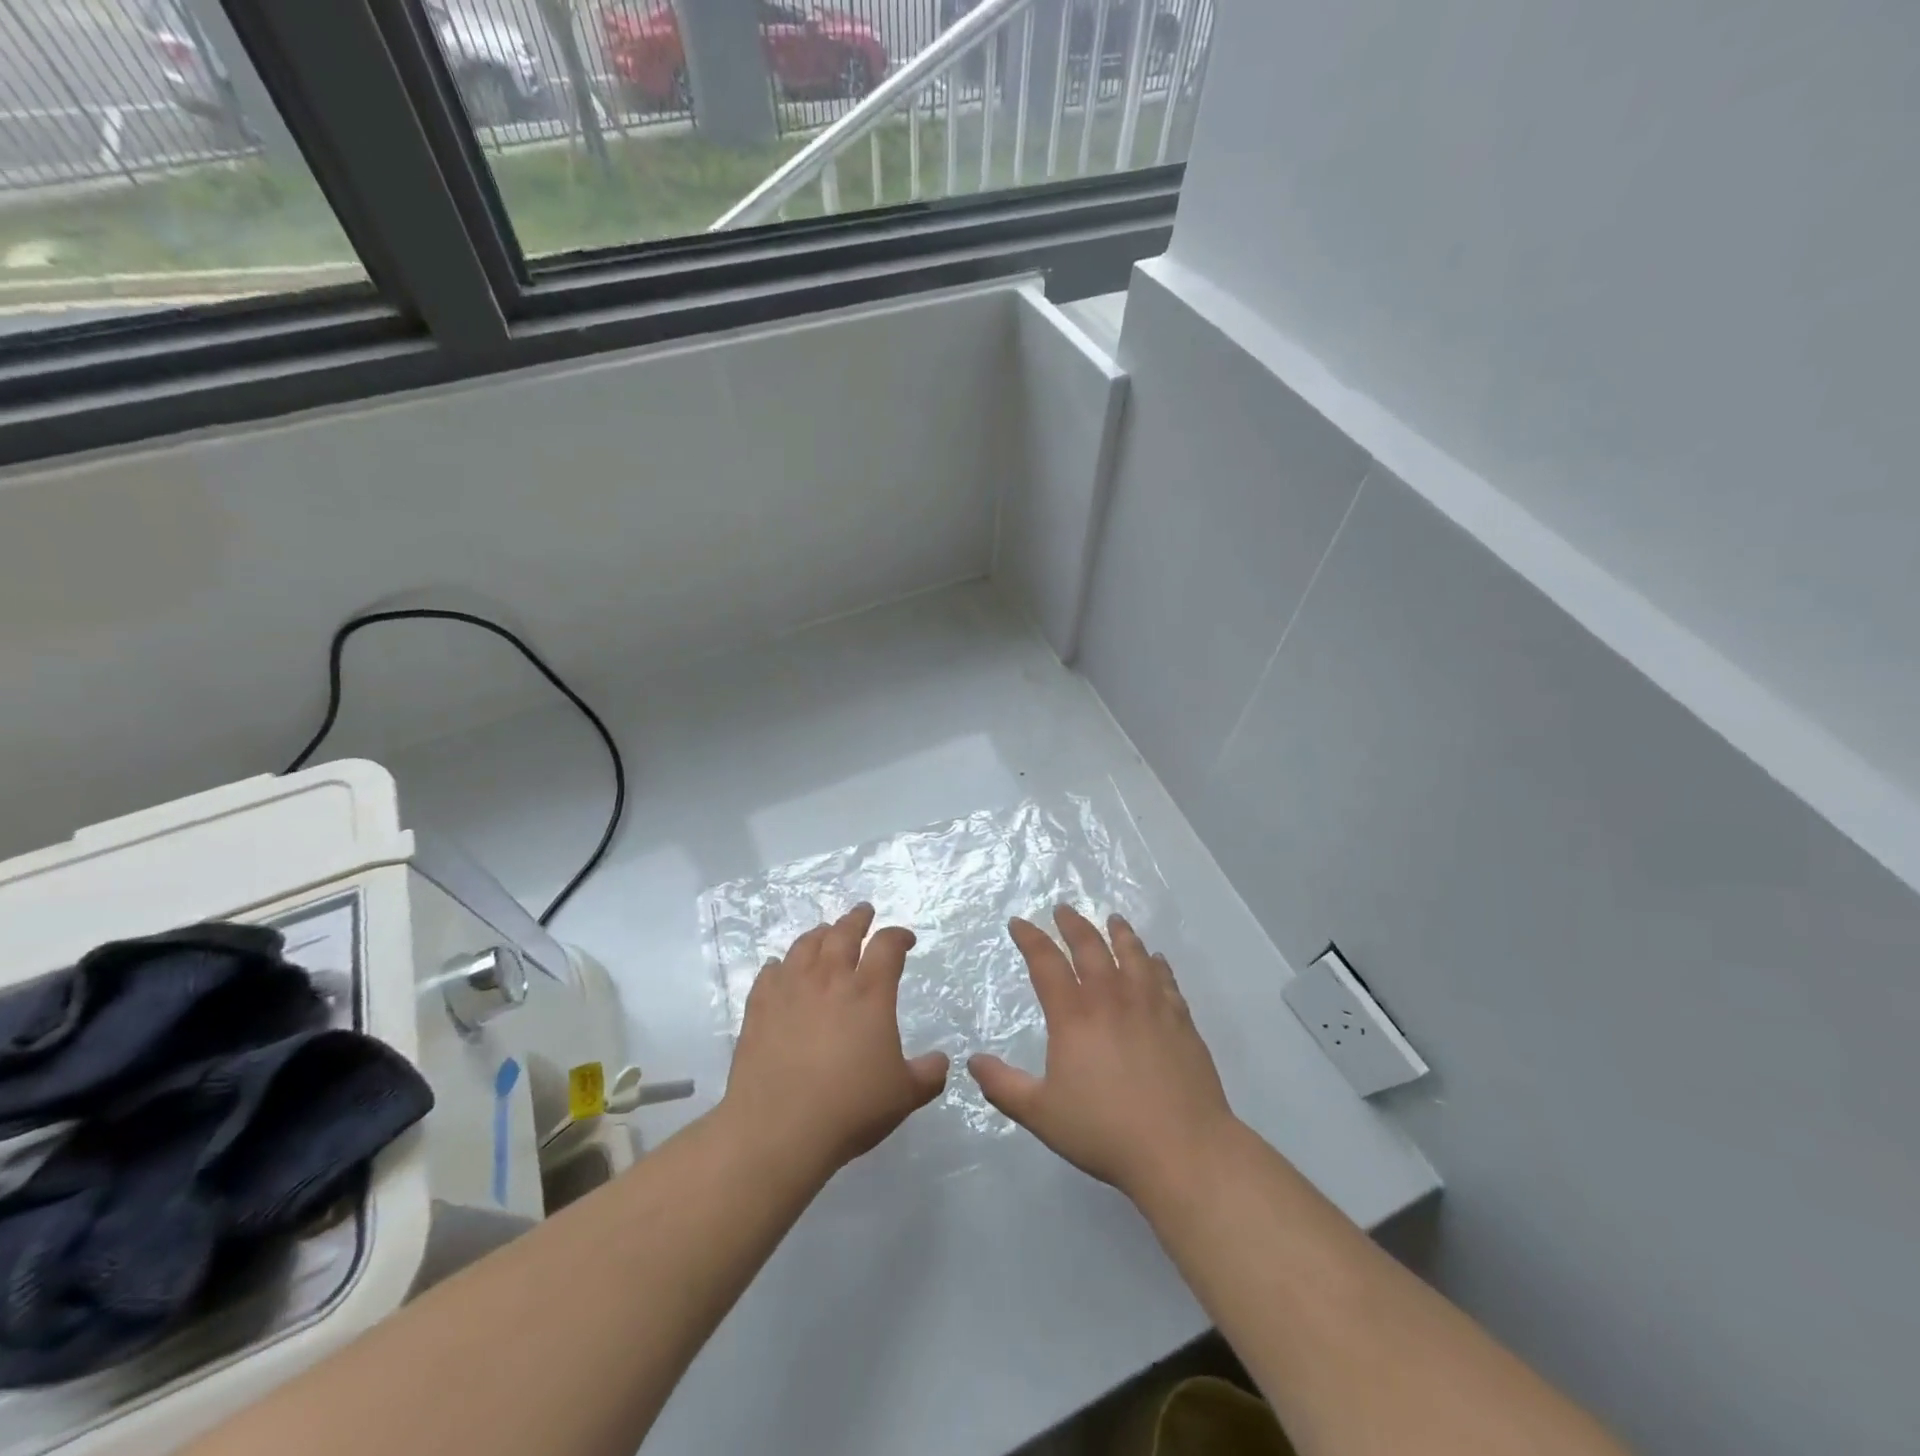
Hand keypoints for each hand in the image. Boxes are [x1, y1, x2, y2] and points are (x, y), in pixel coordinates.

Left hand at [722, 904, 949, 1178]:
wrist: (779, 1129)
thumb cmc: (850, 1108)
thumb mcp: (904, 1095)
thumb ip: (928, 1074)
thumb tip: (941, 1062)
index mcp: (869, 993)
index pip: (888, 947)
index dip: (899, 936)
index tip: (906, 939)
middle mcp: (830, 980)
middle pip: (844, 933)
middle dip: (857, 919)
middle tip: (864, 911)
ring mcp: (790, 990)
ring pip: (805, 945)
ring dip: (820, 933)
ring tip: (826, 931)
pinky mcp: (759, 1008)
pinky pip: (770, 973)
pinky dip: (780, 965)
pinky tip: (781, 968)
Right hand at [968, 907, 1236, 1201]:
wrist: (1182, 1149)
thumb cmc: (1105, 1131)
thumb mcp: (1041, 1114)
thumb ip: (1003, 1086)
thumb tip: (973, 1061)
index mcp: (1074, 1016)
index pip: (1046, 963)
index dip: (1030, 938)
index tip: (1019, 923)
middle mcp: (1111, 999)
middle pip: (1090, 947)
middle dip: (1073, 924)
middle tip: (1063, 909)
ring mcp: (1150, 1005)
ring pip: (1132, 954)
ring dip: (1119, 932)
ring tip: (1113, 919)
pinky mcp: (1181, 1020)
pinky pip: (1166, 979)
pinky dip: (1157, 963)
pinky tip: (1156, 959)